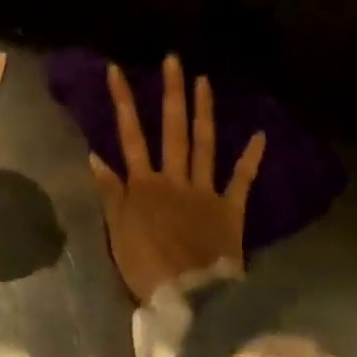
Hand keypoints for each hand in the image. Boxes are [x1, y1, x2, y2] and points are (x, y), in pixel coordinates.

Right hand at [89, 56, 264, 304]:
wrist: (188, 296)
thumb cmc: (145, 266)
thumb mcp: (117, 230)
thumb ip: (109, 192)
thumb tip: (96, 156)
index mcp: (144, 185)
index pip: (130, 136)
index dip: (123, 102)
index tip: (117, 70)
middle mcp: (175, 179)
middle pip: (172, 130)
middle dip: (171, 93)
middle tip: (174, 60)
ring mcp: (205, 191)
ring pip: (205, 144)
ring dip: (203, 112)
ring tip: (204, 81)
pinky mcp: (230, 209)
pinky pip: (242, 180)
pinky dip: (251, 158)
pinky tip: (261, 135)